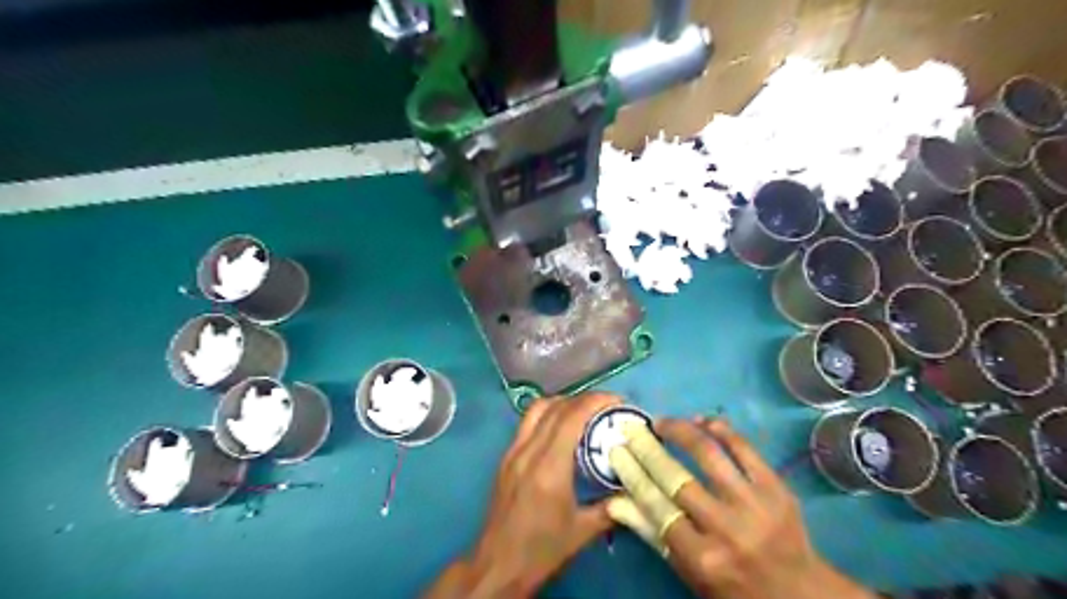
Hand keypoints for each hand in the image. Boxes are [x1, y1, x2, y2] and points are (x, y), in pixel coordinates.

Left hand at [423, 392, 622, 598]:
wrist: (498, 565)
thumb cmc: (541, 550)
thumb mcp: (582, 531)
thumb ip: (611, 508)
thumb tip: (633, 491)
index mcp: (549, 466)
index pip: (571, 417)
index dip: (595, 401)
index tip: (618, 401)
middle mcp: (528, 451)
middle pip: (555, 407)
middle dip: (583, 399)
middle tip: (606, 406)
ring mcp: (512, 452)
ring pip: (537, 410)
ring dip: (563, 403)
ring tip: (584, 412)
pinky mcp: (505, 458)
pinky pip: (527, 423)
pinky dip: (548, 415)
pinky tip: (562, 431)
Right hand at [608, 418, 874, 598]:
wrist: (800, 592)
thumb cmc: (734, 585)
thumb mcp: (689, 572)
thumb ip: (652, 533)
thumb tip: (615, 502)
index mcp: (702, 557)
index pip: (656, 506)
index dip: (632, 474)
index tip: (616, 450)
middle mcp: (726, 529)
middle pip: (677, 478)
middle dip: (648, 448)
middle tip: (633, 429)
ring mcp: (754, 505)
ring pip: (709, 455)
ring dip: (681, 431)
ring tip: (664, 422)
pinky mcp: (777, 488)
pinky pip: (745, 449)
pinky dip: (721, 430)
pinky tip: (703, 421)